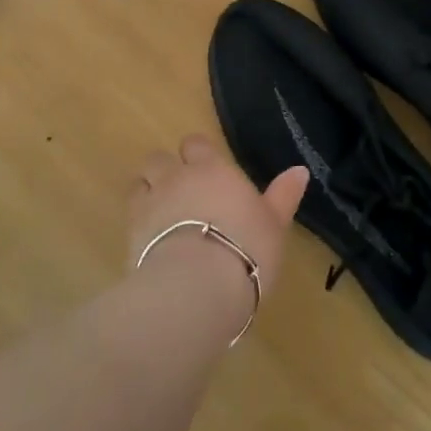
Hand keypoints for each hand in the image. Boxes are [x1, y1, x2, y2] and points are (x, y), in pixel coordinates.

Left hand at [128, 135, 308, 296]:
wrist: (197, 286)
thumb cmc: (246, 248)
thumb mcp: (274, 223)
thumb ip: (283, 195)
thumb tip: (300, 170)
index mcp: (211, 169)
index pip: (195, 143)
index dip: (198, 154)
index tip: (206, 170)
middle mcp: (176, 177)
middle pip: (159, 158)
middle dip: (166, 169)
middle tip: (181, 193)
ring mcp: (149, 203)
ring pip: (139, 183)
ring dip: (147, 192)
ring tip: (160, 214)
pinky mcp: (130, 233)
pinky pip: (130, 217)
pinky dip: (138, 224)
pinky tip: (150, 243)